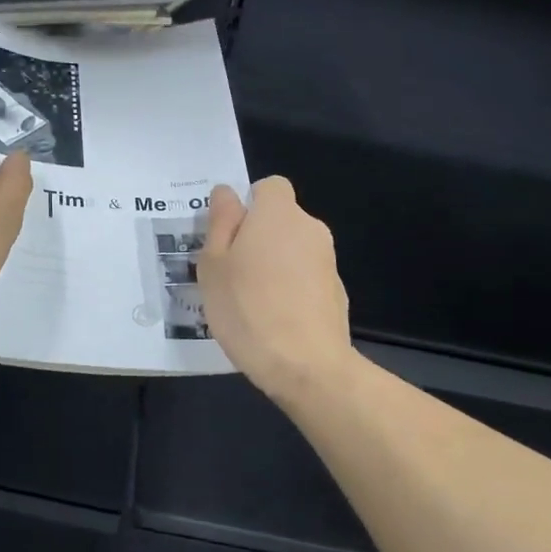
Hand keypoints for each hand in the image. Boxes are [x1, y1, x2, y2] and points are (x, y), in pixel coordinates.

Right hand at [198, 177, 353, 402]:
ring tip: (249, 301)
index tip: (229, 235)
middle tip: (230, 272)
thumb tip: (227, 193)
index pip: (269, 186)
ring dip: (273, 264)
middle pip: (281, 219)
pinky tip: (274, 319)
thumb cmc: (247, 307)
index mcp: (278, 214)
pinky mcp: (337, 292)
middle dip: (258, 237)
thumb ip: (220, 222)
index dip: (248, 205)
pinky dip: (291, 289)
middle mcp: (310, 228)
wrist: (305, 365)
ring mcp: (328, 261)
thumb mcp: (213, 264)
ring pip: (293, 250)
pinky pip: (306, 278)